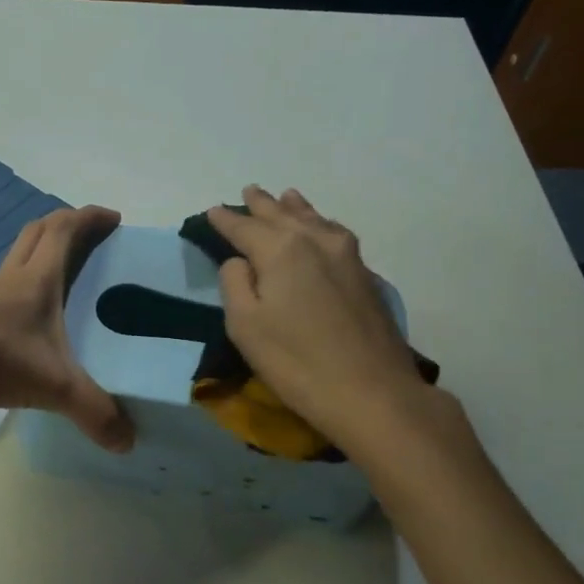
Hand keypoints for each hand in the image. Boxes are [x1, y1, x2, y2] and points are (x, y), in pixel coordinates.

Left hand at [0, 205, 134, 452]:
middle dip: (64, 227)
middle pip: (37, 235)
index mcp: (37, 279)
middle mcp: (11, 279)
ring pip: (14, 262)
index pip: (65, 231)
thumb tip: (127, 441)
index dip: (89, 218)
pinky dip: (18, 296)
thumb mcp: (54, 384)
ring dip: (38, 258)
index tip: (112, 217)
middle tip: (88, 238)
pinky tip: (27, 325)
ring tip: (62, 282)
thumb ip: (93, 411)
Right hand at [208, 187, 430, 439]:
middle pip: (282, 215)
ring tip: (285, 196)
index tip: (211, 212)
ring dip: (294, 208)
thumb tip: (241, 261)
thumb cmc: (296, 361)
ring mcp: (347, 256)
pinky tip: (320, 227)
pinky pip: (334, 233)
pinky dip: (319, 223)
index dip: (225, 220)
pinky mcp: (365, 275)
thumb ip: (235, 283)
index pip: (244, 227)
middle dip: (261, 205)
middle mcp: (315, 241)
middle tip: (248, 192)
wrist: (372, 392)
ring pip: (314, 220)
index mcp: (281, 249)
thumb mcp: (245, 325)